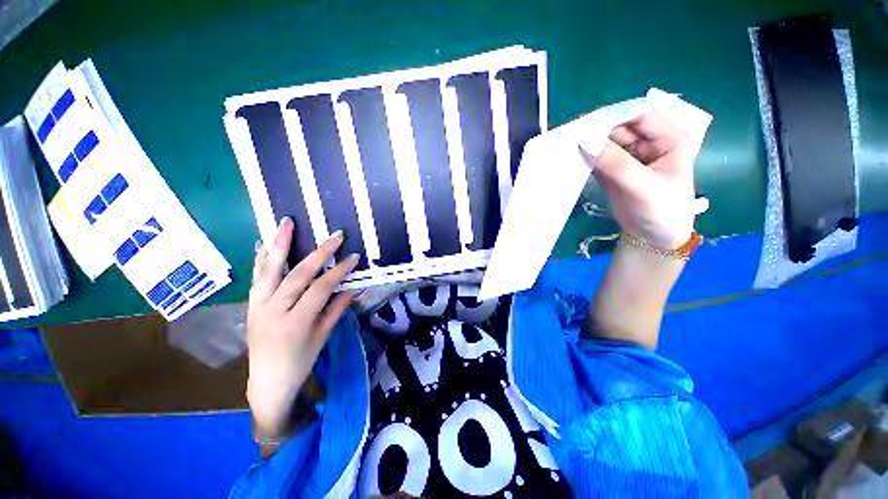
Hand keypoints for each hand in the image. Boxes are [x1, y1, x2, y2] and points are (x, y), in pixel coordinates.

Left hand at [246, 218, 358, 437]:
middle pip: (297, 275)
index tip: (353, 257)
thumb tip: (355, 287)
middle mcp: (273, 311)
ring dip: (279, 244)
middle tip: (335, 237)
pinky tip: (264, 242)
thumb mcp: (323, 336)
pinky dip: (261, 258)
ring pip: (270, 270)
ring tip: (286, 222)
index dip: (339, 271)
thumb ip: (337, 308)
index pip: (320, 289)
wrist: (267, 382)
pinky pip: (256, 277)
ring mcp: (257, 306)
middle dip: (319, 253)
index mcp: (295, 323)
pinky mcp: (250, 304)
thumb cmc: (300, 362)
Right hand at [584, 109, 708, 249]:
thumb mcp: (642, 186)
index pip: (640, 116)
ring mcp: (629, 157)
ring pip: (605, 143)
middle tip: (572, 138)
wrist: (653, 238)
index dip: (615, 116)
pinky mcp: (613, 170)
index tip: (587, 123)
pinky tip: (572, 160)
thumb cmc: (662, 210)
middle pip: (619, 129)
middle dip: (597, 132)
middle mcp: (648, 143)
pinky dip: (585, 159)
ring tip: (568, 148)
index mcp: (668, 138)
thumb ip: (615, 163)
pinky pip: (597, 159)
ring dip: (588, 146)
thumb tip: (585, 140)